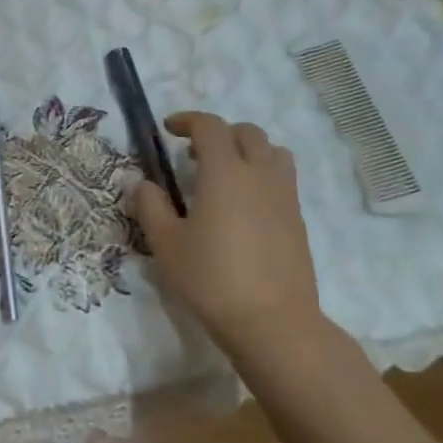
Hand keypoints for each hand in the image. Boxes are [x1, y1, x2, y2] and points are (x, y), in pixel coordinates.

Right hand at [128, 112, 326, 357]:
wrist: (272, 321)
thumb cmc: (211, 279)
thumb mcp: (167, 244)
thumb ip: (151, 207)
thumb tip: (143, 184)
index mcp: (225, 173)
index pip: (211, 127)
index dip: (188, 121)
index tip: (169, 129)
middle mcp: (260, 176)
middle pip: (247, 133)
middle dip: (220, 134)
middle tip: (194, 155)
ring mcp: (285, 197)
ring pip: (273, 153)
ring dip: (248, 152)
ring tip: (226, 176)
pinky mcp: (298, 221)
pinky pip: (282, 180)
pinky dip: (262, 177)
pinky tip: (243, 208)